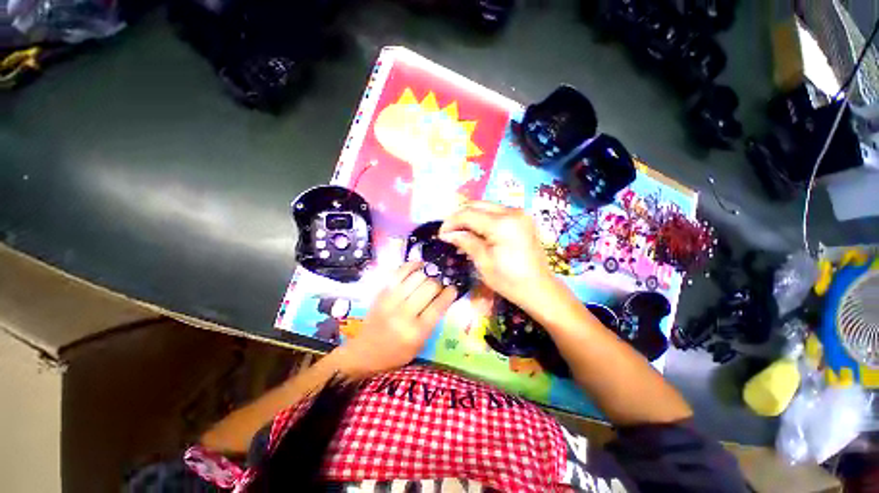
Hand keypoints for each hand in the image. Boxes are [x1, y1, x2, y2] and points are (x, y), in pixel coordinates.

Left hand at [335, 262, 457, 375]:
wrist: (365, 352)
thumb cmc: (396, 353)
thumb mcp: (420, 345)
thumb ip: (433, 323)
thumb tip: (443, 298)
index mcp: (416, 332)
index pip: (438, 306)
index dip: (449, 293)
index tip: (453, 289)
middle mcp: (404, 314)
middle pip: (429, 287)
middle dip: (438, 284)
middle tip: (439, 286)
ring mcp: (391, 300)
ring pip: (417, 276)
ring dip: (427, 274)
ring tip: (429, 277)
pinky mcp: (382, 292)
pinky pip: (400, 272)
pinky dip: (412, 265)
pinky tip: (419, 266)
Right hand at [439, 201, 556, 308]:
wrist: (539, 289)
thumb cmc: (509, 280)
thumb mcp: (483, 262)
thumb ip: (465, 241)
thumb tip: (447, 233)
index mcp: (502, 224)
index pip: (468, 214)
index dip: (451, 222)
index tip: (441, 233)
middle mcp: (512, 212)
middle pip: (477, 205)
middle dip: (460, 216)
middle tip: (449, 232)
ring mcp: (520, 214)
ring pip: (487, 207)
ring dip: (471, 217)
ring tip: (461, 233)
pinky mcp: (523, 219)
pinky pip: (497, 213)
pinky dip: (484, 219)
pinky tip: (477, 232)